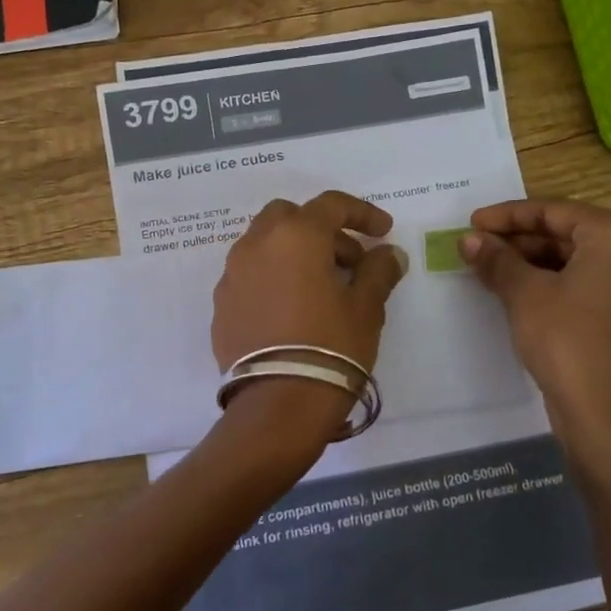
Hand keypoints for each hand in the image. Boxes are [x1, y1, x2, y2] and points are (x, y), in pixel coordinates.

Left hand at [212, 189, 406, 406]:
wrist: (278, 404)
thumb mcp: (366, 308)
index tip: (383, 232)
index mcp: (296, 236)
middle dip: (320, 230)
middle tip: (347, 261)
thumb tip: (388, 254)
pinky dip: (272, 278)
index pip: (331, 205)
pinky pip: (250, 275)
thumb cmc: (331, 346)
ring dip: (293, 252)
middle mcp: (257, 244)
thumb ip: (378, 271)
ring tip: (320, 287)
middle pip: (289, 216)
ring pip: (264, 244)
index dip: (362, 213)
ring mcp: (233, 274)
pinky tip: (292, 310)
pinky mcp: (221, 304)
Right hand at [462, 199, 610, 445]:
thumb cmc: (568, 341)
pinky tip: (515, 291)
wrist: (607, 418)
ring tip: (488, 268)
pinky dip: (550, 282)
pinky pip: (585, 283)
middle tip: (476, 247)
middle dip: (518, 239)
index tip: (471, 223)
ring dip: (530, 261)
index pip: (554, 210)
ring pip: (574, 259)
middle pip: (566, 232)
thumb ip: (497, 260)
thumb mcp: (525, 295)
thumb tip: (468, 239)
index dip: (507, 215)